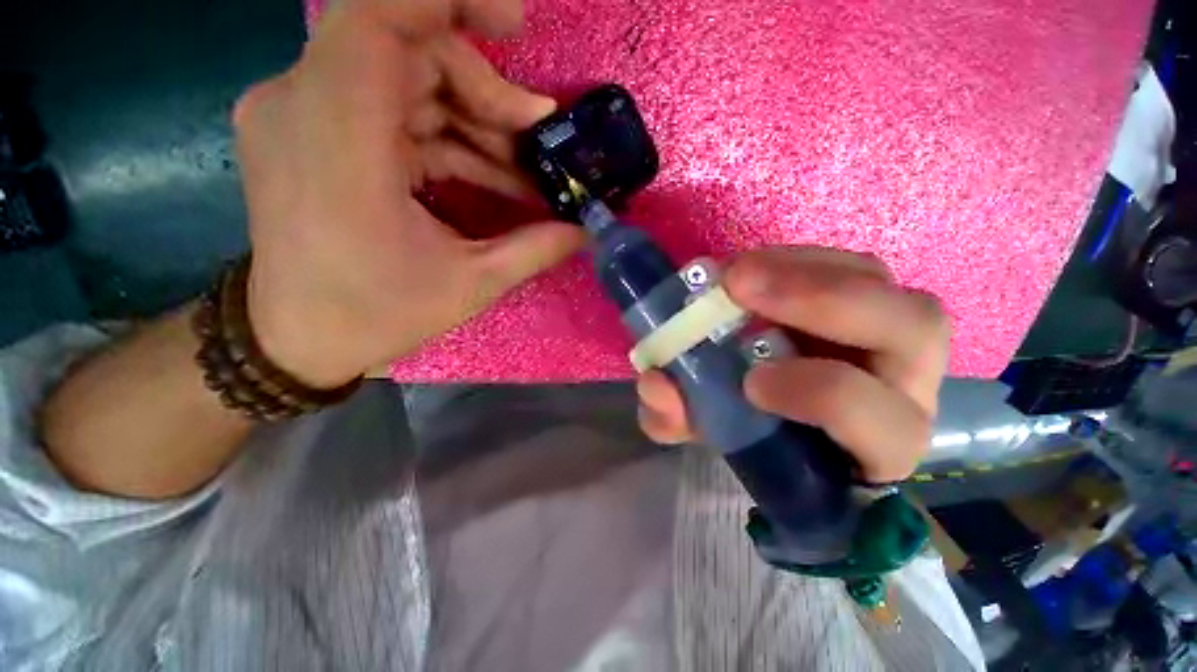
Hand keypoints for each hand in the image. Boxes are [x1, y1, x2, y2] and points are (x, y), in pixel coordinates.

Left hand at [233, 0, 583, 386]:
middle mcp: (302, 104)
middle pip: (408, 50)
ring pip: (405, 77)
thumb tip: (585, 229)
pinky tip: (485, 170)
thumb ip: (535, 249)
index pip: (377, 18)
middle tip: (535, 140)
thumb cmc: (377, 315)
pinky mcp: (311, 128)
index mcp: (337, 141)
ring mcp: (300, 112)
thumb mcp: (471, 285)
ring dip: (472, 116)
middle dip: (485, 90)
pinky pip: (390, 106)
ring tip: (521, 168)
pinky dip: (445, 132)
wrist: (298, 337)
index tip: (514, 22)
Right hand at [636, 247, 948, 482]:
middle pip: (912, 328)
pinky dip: (793, 260)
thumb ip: (678, 419)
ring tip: (735, 274)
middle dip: (819, 300)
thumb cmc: (761, 431)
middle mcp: (907, 384)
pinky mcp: (868, 296)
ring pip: (876, 281)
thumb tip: (654, 383)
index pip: (879, 420)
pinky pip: (844, 263)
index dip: (818, 394)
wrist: (785, 412)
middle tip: (735, 286)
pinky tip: (750, 269)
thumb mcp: (713, 432)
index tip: (748, 383)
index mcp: (879, 441)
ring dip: (798, 269)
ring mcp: (892, 330)